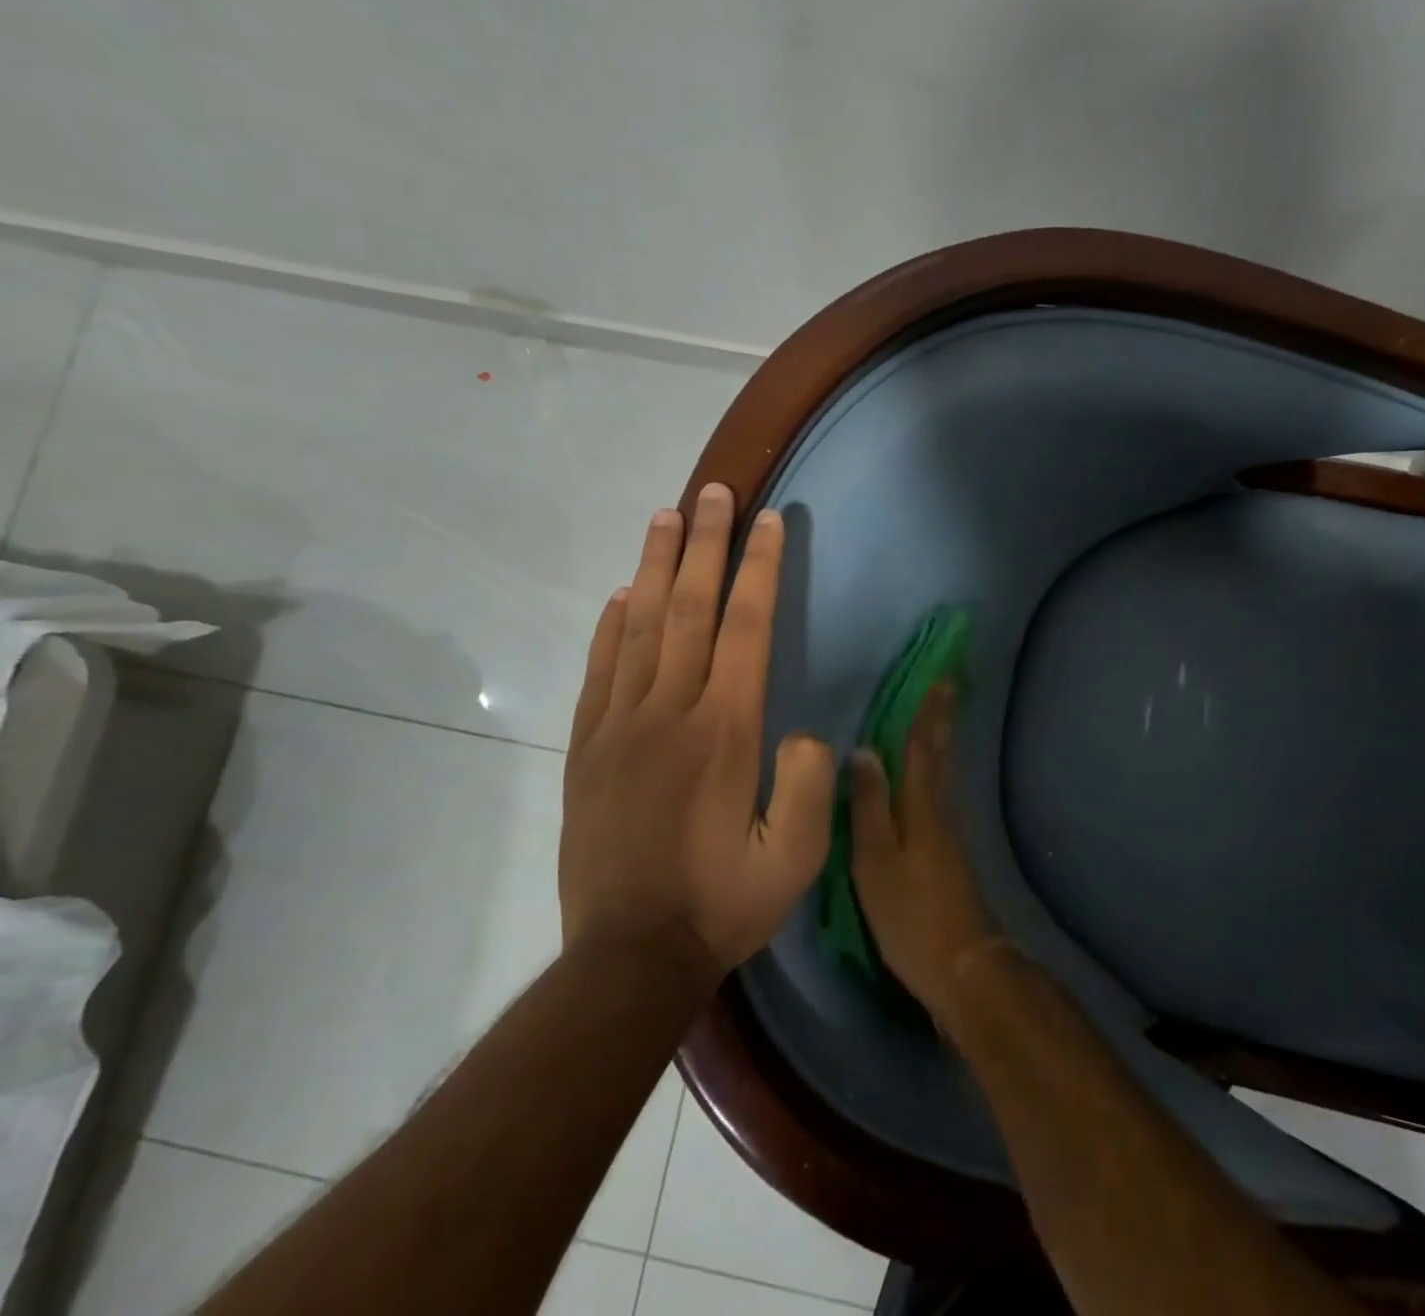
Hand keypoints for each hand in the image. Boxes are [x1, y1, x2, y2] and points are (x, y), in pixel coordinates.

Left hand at [561, 483, 834, 982]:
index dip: (759, 569)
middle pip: (689, 609)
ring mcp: (620, 727)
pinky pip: (600, 670)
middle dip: (706, 544)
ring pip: (639, 627)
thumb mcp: (796, 858)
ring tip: (667, 517)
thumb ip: (810, 785)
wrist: (628, 958)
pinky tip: (619, 595)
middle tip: (714, 492)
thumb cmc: (723, 903)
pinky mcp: (587, 749)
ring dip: (655, 567)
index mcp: (726, 731)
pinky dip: (610, 625)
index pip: (746, 628)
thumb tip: (805, 732)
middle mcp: (670, 713)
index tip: (768, 521)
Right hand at [849, 683, 1000, 1027]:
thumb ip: (870, 807)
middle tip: (947, 685)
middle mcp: (941, 812)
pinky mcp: (949, 855)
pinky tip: (925, 779)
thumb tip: (865, 751)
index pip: (923, 748)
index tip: (940, 676)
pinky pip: (939, 796)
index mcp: (922, 808)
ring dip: (939, 741)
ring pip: (942, 774)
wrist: (963, 966)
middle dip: (941, 718)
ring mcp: (949, 834)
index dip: (929, 712)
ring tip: (934, 718)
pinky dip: (934, 772)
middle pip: (940, 755)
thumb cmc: (912, 914)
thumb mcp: (877, 861)